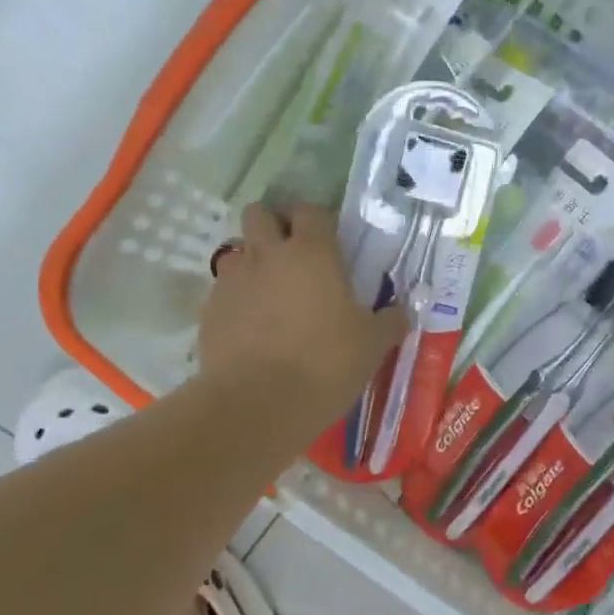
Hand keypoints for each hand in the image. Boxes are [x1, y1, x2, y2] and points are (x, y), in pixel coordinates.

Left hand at [200, 203, 407, 426]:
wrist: (259, 403)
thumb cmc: (326, 364)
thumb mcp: (372, 345)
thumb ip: (390, 321)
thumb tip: (403, 311)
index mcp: (312, 253)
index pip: (312, 211)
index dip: (320, 221)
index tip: (330, 241)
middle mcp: (267, 255)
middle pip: (260, 214)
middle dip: (274, 225)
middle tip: (292, 255)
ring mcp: (233, 280)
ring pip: (236, 250)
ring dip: (252, 261)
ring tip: (268, 291)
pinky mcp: (210, 310)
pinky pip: (223, 290)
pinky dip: (237, 299)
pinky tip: (250, 327)